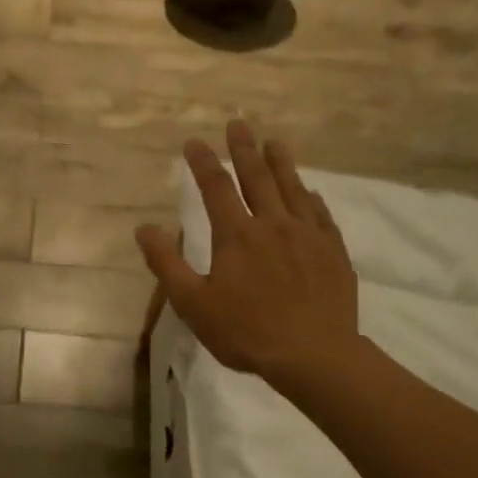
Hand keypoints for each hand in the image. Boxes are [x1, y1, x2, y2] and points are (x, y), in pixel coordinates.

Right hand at [136, 120, 358, 389]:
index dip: (203, 163)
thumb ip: (167, 263)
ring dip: (281, 162)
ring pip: (292, 188)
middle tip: (238, 123)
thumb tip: (144, 228)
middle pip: (257, 177)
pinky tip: (309, 192)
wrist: (313, 355)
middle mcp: (273, 224)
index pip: (216, 188)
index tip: (194, 142)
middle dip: (244, 149)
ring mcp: (308, 235)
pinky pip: (320, 213)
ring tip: (274, 142)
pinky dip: (310, 197)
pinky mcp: (333, 251)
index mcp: (236, 235)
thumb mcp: (192, 303)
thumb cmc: (245, 331)